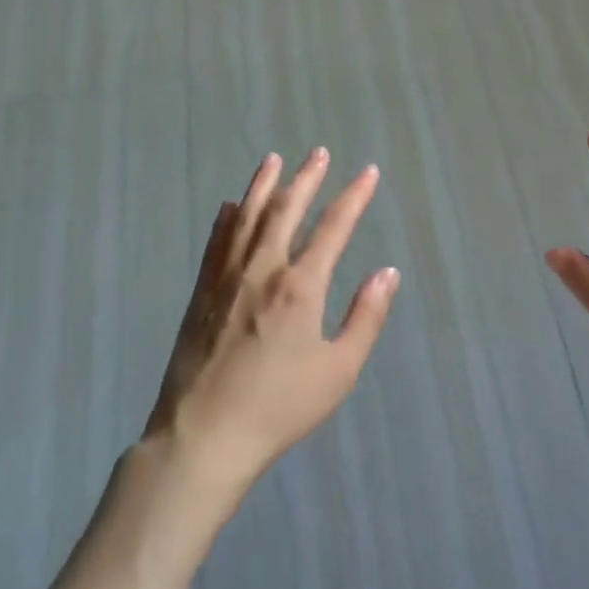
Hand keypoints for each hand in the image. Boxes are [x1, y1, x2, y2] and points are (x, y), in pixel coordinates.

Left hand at [144, 148, 399, 499]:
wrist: (202, 436)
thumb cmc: (279, 407)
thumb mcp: (338, 370)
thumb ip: (365, 317)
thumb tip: (387, 272)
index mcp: (300, 286)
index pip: (334, 227)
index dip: (354, 196)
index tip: (368, 172)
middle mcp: (263, 268)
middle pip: (286, 209)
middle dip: (307, 177)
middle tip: (319, 152)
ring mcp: (226, 277)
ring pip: (247, 216)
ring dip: (264, 184)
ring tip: (274, 159)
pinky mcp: (201, 292)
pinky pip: (217, 241)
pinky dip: (228, 217)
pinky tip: (232, 205)